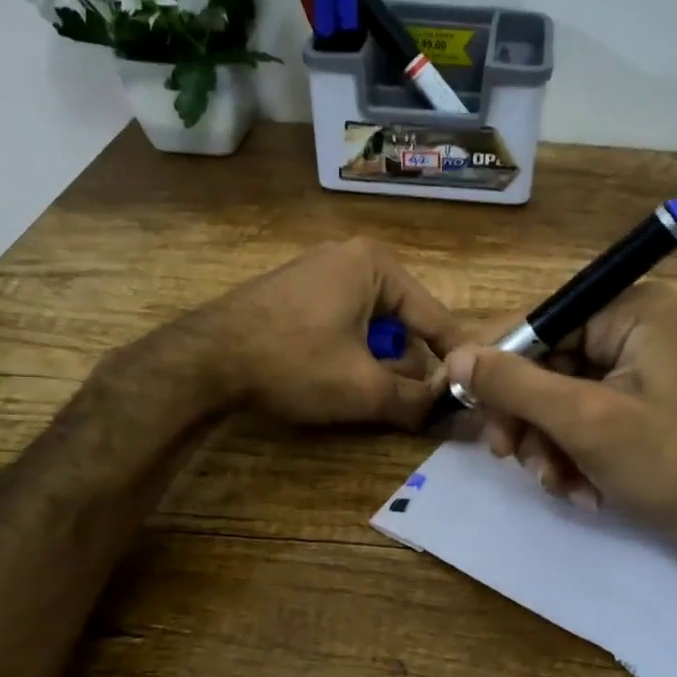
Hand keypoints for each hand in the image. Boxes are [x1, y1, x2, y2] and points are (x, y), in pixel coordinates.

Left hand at [200, 238, 461, 427]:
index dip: (456, 361)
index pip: (436, 318)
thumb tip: (459, 418)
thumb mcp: (363, 387)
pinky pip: (344, 324)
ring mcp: (320, 272)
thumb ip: (417, 402)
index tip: (473, 395)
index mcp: (376, 265)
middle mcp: (352, 258)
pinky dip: (351, 354)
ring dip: (378, 365)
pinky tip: (334, 379)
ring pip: (374, 328)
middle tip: (410, 406)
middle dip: (408, 367)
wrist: (203, 359)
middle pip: (404, 323)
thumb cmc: (293, 362)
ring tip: (367, 396)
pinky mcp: (297, 292)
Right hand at [443, 284, 676, 566]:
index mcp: (628, 311)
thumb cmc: (669, 463)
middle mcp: (628, 330)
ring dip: (547, 448)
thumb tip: (455, 356)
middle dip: (529, 422)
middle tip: (514, 459)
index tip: (469, 409)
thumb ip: (515, 385)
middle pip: (541, 365)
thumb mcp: (584, 421)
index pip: (536, 323)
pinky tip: (583, 492)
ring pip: (553, 400)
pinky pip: (576, 422)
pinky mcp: (630, 407)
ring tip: (561, 485)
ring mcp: (630, 371)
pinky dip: (570, 458)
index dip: (497, 366)